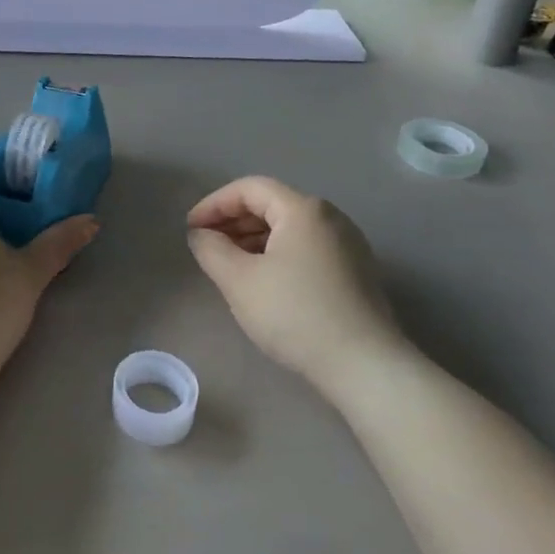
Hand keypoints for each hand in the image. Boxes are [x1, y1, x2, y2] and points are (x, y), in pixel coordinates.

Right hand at [187, 177, 410, 392]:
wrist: (364, 364)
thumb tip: (201, 235)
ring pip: (289, 228)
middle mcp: (330, 217)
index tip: (191, 229)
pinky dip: (277, 254)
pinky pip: (306, 248)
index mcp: (303, 210)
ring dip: (253, 239)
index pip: (249, 188)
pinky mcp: (355, 271)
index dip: (214, 204)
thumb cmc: (295, 313)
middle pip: (271, 205)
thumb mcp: (239, 280)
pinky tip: (262, 281)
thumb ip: (211, 249)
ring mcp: (348, 244)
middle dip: (233, 221)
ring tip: (228, 264)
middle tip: (205, 246)